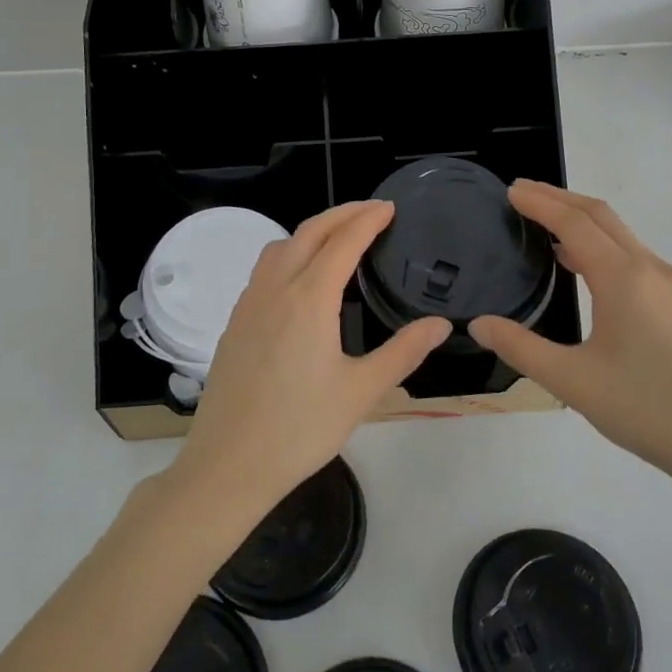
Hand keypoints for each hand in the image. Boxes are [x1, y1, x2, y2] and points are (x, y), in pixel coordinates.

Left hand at [168, 200, 450, 518]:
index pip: (342, 242)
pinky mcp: (234, 323)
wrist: (229, 464)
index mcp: (308, 299)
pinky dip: (288, 254)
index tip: (390, 207)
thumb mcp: (362, 392)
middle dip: (341, 214)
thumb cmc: (300, 429)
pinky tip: (300, 279)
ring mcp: (248, 305)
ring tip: (338, 238)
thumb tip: (442, 324)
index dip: (367, 220)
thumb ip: (403, 352)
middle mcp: (275, 290)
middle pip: (308, 233)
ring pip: (279, 247)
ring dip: (311, 231)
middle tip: (371, 211)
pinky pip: (263, 270)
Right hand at [469, 180, 671, 498]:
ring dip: (581, 219)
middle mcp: (650, 269)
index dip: (540, 203)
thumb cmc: (648, 409)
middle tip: (520, 193)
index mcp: (623, 278)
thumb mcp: (573, 382)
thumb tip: (478, 324)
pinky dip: (600, 243)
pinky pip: (632, 255)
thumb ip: (521, 348)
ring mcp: (670, 285)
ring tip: (544, 222)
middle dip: (559, 198)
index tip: (509, 191)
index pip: (574, 223)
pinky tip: (582, 265)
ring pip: (620, 234)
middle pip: (600, 216)